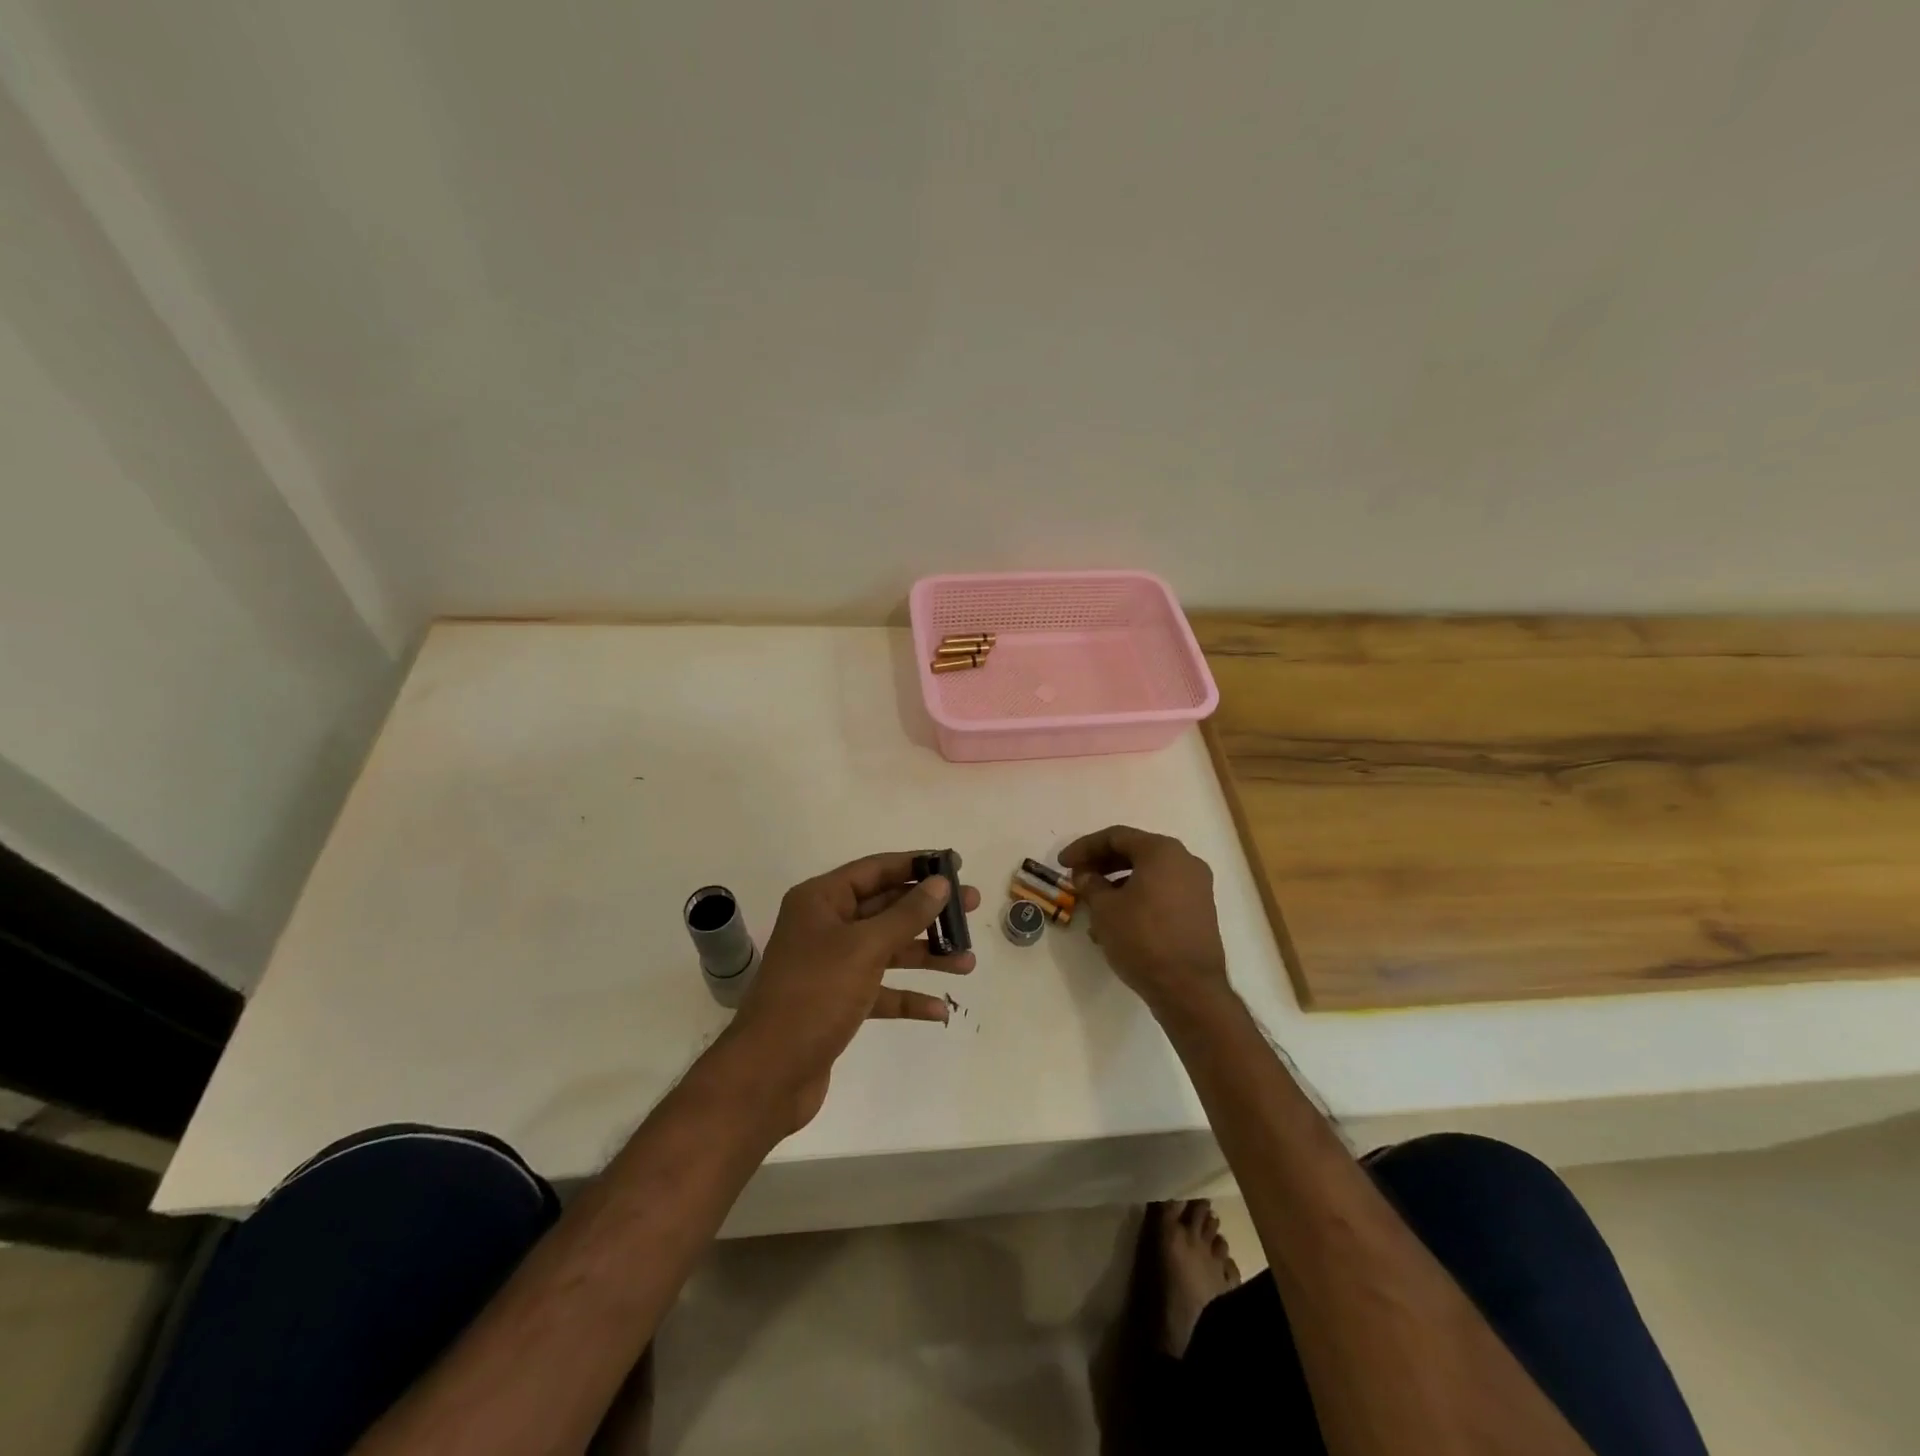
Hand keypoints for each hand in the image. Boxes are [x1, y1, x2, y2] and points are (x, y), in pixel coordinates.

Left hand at [731, 852, 979, 1131]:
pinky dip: (908, 996)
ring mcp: (831, 965)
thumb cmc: (815, 995)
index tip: (955, 865)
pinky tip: (939, 1009)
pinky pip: (881, 990)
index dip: (915, 864)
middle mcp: (825, 926)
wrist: (769, 1074)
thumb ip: (906, 914)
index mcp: (821, 900)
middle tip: (972, 908)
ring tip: (967, 962)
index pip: (875, 869)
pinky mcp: (838, 1002)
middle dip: (928, 911)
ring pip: (888, 950)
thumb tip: (940, 883)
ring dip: (926, 955)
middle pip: (886, 908)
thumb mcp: (865, 947)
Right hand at [1060, 826, 1229, 1014]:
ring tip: (1092, 907)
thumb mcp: (1105, 909)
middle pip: (1135, 853)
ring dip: (1117, 885)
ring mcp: (1197, 887)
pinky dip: (1137, 899)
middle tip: (1076, 879)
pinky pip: (1162, 893)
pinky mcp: (1200, 911)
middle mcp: (1184, 861)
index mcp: (1162, 851)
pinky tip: (1116, 923)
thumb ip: (1091, 884)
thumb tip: (1085, 875)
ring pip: (1148, 875)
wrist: (1189, 988)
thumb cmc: (1142, 938)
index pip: (1116, 837)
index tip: (1062, 863)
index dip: (1084, 847)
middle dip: (1102, 865)